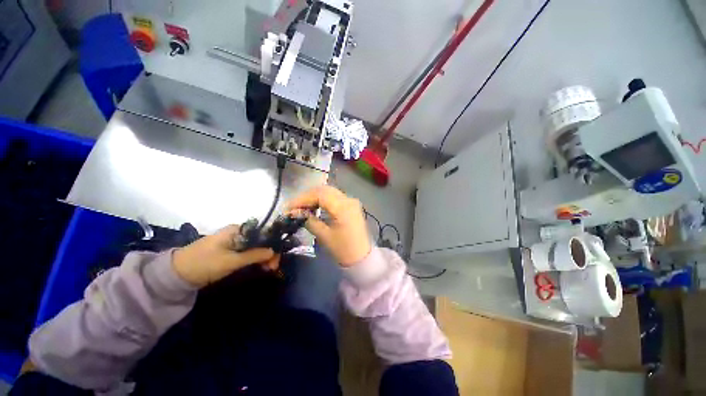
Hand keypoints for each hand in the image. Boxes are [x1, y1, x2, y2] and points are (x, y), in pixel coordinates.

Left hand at [172, 225, 276, 286]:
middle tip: (273, 267)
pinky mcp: (230, 251)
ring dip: (263, 257)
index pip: (262, 233)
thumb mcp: (230, 261)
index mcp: (238, 230)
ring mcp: (234, 242)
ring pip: (256, 247)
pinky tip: (261, 266)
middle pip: (261, 240)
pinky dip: (255, 259)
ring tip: (268, 269)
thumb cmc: (204, 263)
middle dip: (269, 252)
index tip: (277, 257)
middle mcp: (238, 233)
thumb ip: (254, 255)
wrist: (177, 274)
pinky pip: (248, 252)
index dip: (273, 243)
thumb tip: (273, 251)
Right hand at [287, 186, 370, 266]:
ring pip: (329, 191)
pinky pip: (335, 196)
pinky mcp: (351, 205)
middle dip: (307, 196)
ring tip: (302, 207)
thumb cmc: (343, 249)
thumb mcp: (324, 236)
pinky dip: (323, 199)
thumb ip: (309, 220)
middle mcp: (348, 199)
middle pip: (324, 190)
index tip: (289, 207)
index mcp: (343, 207)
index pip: (319, 194)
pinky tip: (315, 206)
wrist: (362, 257)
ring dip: (314, 196)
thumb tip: (295, 212)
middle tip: (294, 206)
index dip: (302, 199)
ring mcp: (351, 201)